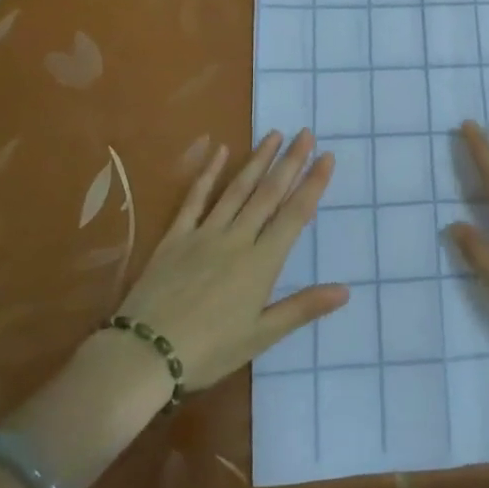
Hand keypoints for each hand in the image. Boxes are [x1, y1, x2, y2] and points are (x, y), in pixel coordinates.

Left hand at [117, 129, 349, 390]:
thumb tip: (345, 290)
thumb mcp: (261, 336)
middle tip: (305, 133)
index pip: (295, 214)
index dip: (313, 183)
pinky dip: (208, 174)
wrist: (143, 355)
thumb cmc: (209, 351)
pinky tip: (219, 152)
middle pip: (269, 193)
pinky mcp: (175, 238)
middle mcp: (237, 239)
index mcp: (262, 263)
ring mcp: (204, 234)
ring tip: (273, 135)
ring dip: (257, 160)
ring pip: (237, 189)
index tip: (327, 156)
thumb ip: (302, 308)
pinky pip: (195, 199)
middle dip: (290, 162)